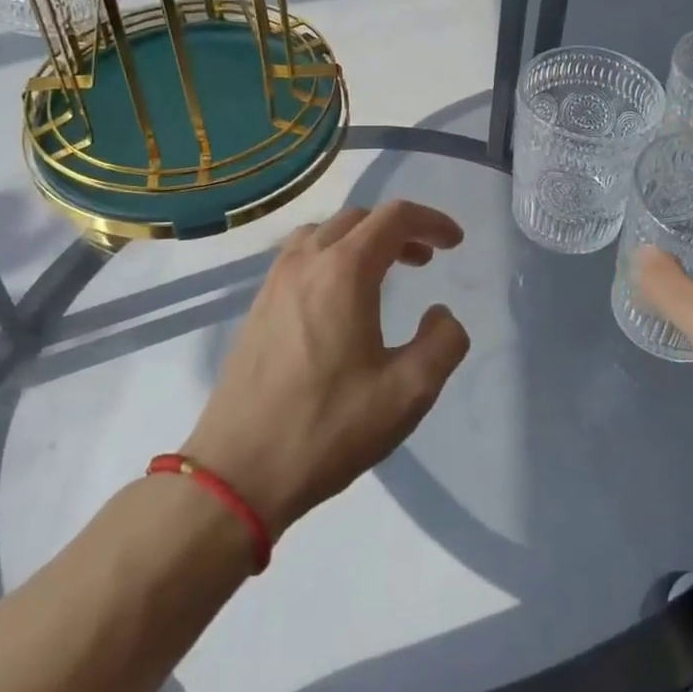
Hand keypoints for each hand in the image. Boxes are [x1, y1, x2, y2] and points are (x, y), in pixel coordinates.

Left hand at [183, 201, 468, 537]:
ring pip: (324, 233)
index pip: (394, 218)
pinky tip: (341, 298)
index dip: (431, 221)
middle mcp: (304, 263)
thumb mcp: (408, 393)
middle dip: (398, 230)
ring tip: (384, 271)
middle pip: (358, 218)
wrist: (237, 473)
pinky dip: (331, 256)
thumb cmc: (328, 428)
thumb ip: (443, 343)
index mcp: (343, 272)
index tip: (455, 243)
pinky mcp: (257, 307)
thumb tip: (441, 315)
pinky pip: (300, 257)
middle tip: (425, 260)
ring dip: (361, 240)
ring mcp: (274, 283)